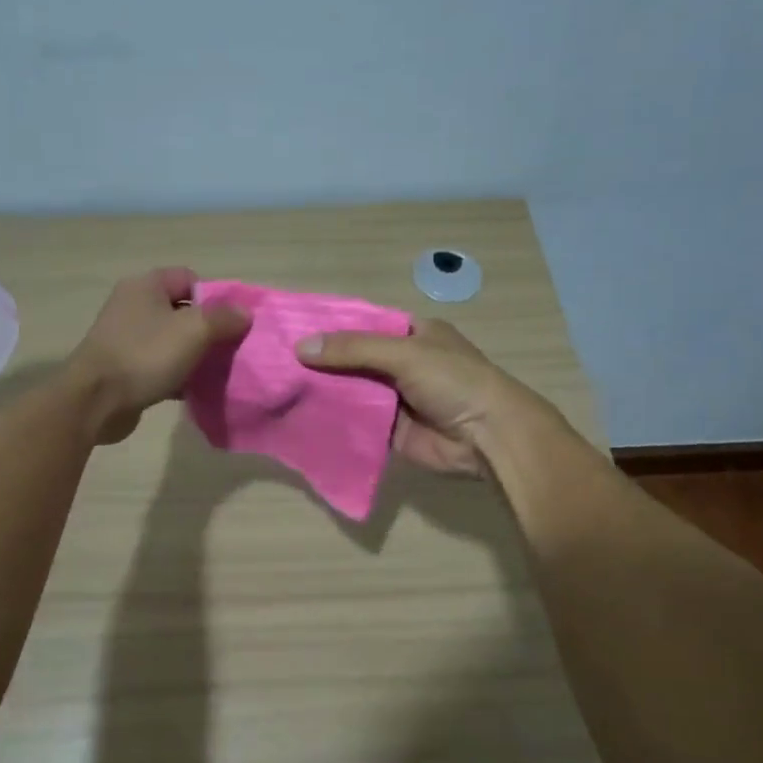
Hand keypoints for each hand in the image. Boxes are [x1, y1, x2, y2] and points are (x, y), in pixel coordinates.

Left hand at [68, 268, 250, 443]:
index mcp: (146, 286)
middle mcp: (133, 306)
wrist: (95, 402)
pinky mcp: (125, 369)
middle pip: (182, 311)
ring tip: (217, 372)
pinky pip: (160, 366)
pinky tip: (195, 391)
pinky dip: (178, 376)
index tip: (231, 322)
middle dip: (208, 330)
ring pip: (172, 341)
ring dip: (194, 356)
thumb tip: (245, 312)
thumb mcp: (193, 331)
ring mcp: (126, 339)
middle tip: (229, 349)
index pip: (189, 278)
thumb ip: (223, 318)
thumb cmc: (144, 356)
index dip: (214, 297)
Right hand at [295, 317, 546, 475]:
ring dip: (322, 392)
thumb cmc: (453, 381)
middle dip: (320, 362)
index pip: (363, 325)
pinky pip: (355, 422)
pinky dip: (333, 419)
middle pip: (352, 360)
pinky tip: (299, 417)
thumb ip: (353, 350)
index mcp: (412, 335)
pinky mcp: (389, 431)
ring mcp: (394, 399)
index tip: (292, 330)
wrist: (487, 437)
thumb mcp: (404, 354)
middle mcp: (401, 364)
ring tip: (278, 388)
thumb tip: (301, 347)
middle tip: (275, 362)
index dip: (331, 328)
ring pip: (351, 391)